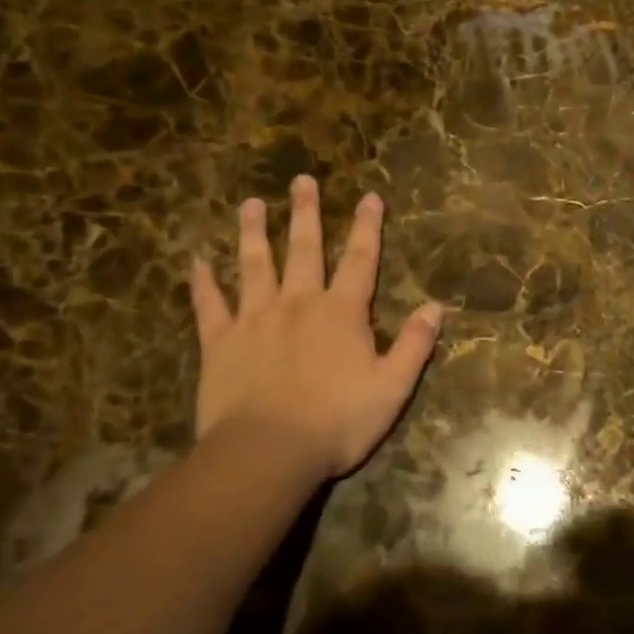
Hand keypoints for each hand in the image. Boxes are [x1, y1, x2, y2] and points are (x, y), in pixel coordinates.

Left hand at [189, 175, 443, 480]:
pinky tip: (197, 262)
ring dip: (253, 233)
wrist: (267, 453)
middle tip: (300, 180)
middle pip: (303, 248)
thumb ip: (414, 344)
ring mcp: (255, 319)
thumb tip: (436, 307)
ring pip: (254, 265)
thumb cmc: (337, 421)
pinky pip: (209, 305)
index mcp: (341, 312)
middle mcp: (298, 302)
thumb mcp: (392, 386)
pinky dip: (203, 283)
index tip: (369, 196)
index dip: (367, 226)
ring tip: (251, 204)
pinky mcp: (220, 342)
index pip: (360, 259)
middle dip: (305, 213)